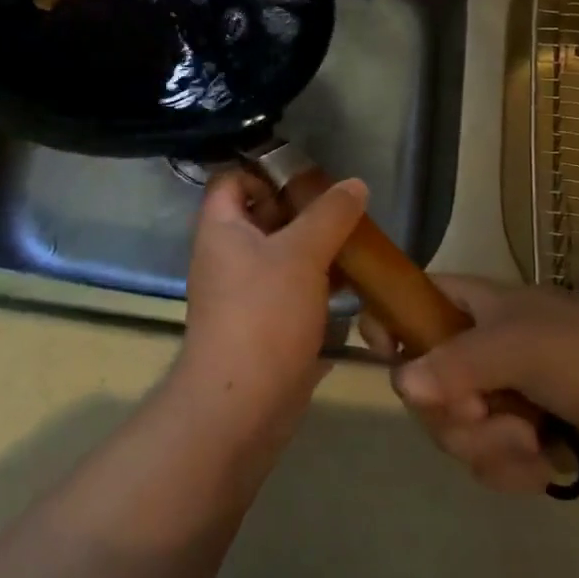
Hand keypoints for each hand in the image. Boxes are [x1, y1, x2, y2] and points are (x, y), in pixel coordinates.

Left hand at [171, 168, 367, 442]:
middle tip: (345, 210)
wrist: (242, 406)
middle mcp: (226, 255)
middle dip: (303, 211)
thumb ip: (331, 214)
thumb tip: (355, 184)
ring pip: (281, 256)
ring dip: (316, 250)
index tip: (308, 176)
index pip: (233, 179)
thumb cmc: (264, 314)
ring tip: (357, 245)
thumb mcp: (302, 253)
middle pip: (262, 216)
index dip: (265, 171)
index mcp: (221, 228)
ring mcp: (242, 293)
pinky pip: (290, 291)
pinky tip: (353, 287)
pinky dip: (317, 285)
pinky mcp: (262, 325)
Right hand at [361, 277, 578, 491]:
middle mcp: (467, 350)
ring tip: (528, 438)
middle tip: (482, 411)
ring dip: (488, 443)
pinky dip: (511, 468)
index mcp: (466, 308)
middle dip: (451, 409)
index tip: (382, 351)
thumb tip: (399, 384)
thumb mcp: (515, 345)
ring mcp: (488, 396)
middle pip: (419, 384)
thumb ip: (456, 363)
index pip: (407, 303)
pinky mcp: (509, 439)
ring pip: (448, 429)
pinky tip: (542, 462)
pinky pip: (482, 461)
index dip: (387, 322)